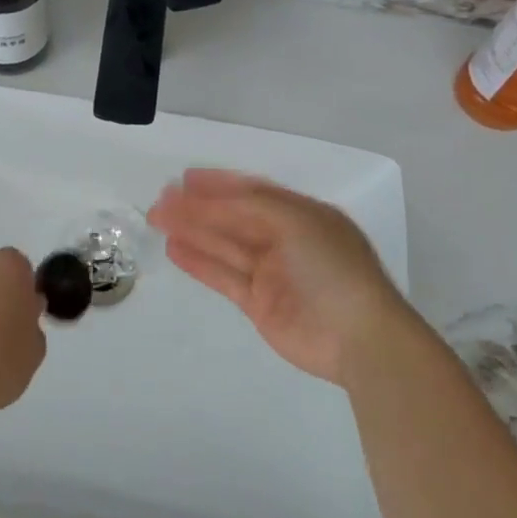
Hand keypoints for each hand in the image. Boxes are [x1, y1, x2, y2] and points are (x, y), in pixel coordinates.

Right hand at [147, 169, 415, 384]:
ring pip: (224, 245)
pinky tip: (175, 248)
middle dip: (198, 207)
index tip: (185, 178)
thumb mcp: (295, 222)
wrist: (358, 338)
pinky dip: (199, 262)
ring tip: (158, 219)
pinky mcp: (259, 303)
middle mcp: (285, 239)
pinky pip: (223, 275)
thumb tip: (209, 197)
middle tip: (161, 199)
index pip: (253, 193)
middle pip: (233, 218)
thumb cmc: (331, 268)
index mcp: (301, 214)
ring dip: (192, 231)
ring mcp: (272, 273)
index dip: (219, 184)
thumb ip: (250, 206)